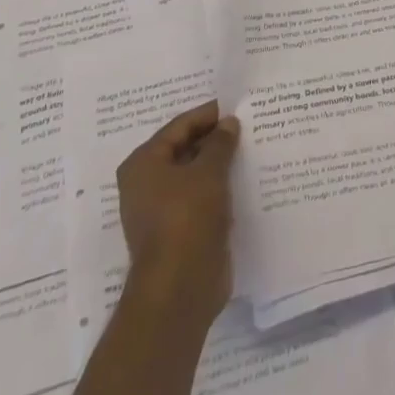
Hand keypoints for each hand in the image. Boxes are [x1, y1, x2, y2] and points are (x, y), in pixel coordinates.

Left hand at [116, 101, 239, 324]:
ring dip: (219, 165)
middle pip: (185, 150)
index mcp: (143, 164)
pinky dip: (220, 189)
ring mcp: (162, 210)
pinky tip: (246, 181)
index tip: (237, 106)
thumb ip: (220, 143)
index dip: (208, 115)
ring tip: (251, 148)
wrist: (180, 288)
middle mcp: (146, 184)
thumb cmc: (187, 219)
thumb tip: (228, 123)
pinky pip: (202, 199)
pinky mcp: (180, 231)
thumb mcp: (208, 173)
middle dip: (215, 139)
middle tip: (247, 125)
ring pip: (195, 176)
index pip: (179, 126)